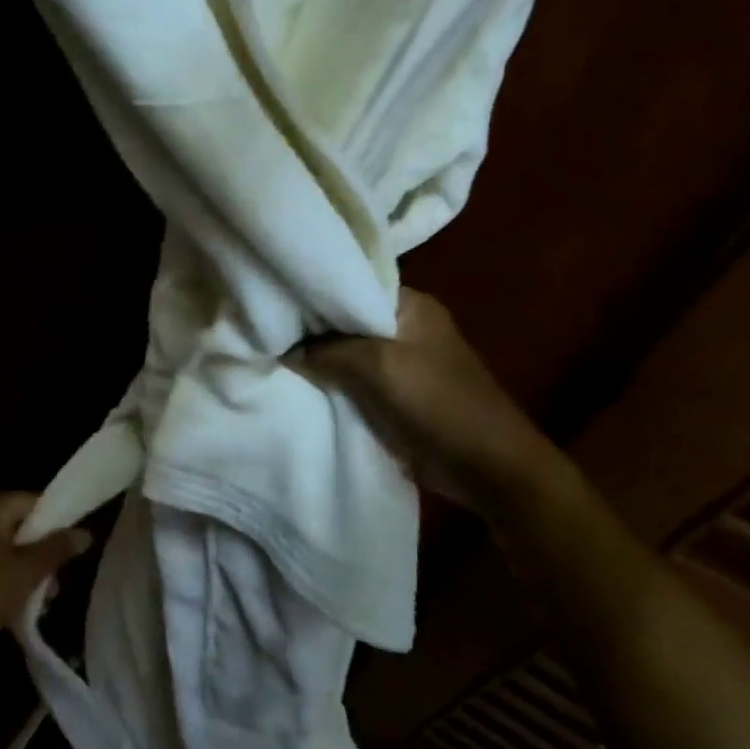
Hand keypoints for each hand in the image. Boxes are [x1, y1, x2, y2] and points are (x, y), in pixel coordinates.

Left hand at [0, 493, 92, 661]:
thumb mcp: (28, 571)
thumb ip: (57, 549)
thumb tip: (85, 533)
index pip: (33, 501)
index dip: (57, 522)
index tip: (72, 548)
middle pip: (17, 524)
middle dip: (40, 552)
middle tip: (56, 582)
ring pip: (0, 546)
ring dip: (22, 569)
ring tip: (38, 601)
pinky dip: (0, 576)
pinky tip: (11, 604)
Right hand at [297, 290, 569, 521]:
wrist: (485, 465)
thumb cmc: (438, 402)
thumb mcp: (378, 366)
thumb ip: (328, 351)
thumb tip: (285, 350)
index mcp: (410, 305)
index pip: (352, 282)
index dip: (313, 288)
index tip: (273, 295)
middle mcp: (403, 326)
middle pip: (345, 318)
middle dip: (309, 326)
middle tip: (264, 327)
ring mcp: (399, 361)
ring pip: (346, 351)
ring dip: (317, 357)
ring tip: (270, 353)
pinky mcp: (392, 393)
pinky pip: (352, 379)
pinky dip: (329, 382)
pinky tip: (295, 382)